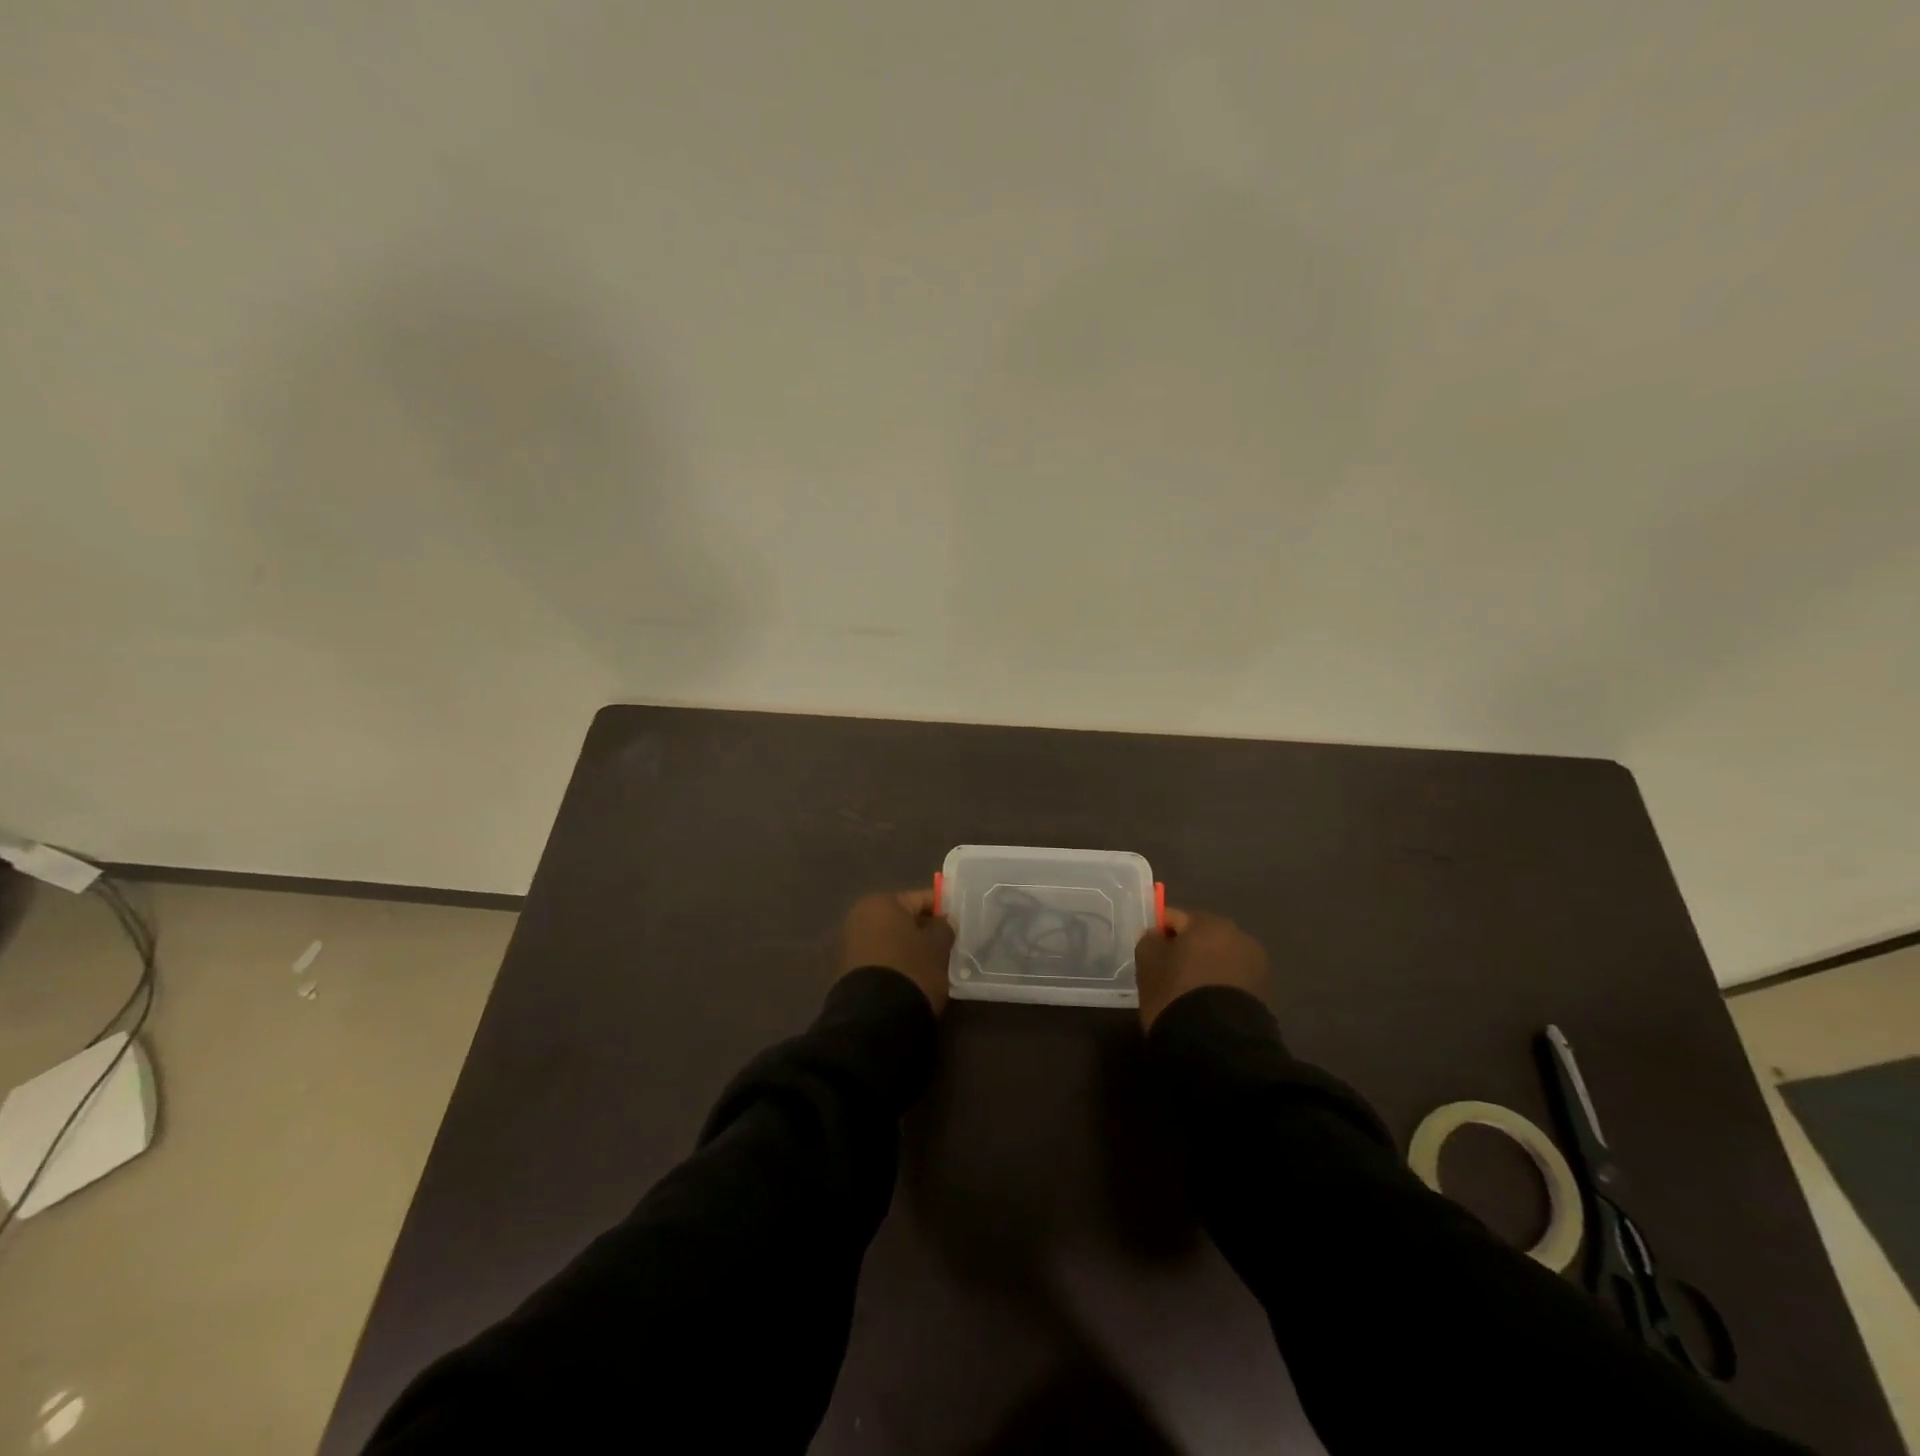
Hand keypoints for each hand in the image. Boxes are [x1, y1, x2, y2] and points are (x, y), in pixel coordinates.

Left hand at [837, 889, 954, 1013]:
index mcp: (881, 902)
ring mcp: (852, 944)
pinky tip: (916, 977)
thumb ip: (944, 927)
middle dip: (926, 930)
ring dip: (913, 948)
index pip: (922, 898)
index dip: (945, 910)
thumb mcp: (938, 945)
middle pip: (904, 919)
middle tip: (951, 945)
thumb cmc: (911, 969)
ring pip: (894, 939)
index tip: (962, 923)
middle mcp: (861, 916)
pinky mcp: (850, 971)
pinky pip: (884, 958)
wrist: (874, 1018)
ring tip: (937, 964)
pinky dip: (899, 964)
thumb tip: (942, 921)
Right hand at [1134, 907, 1269, 1030]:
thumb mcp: (1148, 962)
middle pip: (1202, 937)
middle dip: (1187, 951)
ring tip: (1190, 995)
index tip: (1150, 956)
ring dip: (1207, 970)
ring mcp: (1257, 966)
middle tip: (1168, 975)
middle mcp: (1239, 936)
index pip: (1175, 918)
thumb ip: (1150, 940)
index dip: (1159, 935)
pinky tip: (1207, 1007)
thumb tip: (1158, 936)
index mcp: (1209, 922)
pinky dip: (1221, 989)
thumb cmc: (1176, 992)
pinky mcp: (1266, 995)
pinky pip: (1234, 983)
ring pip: (1221, 960)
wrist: (1219, 1045)